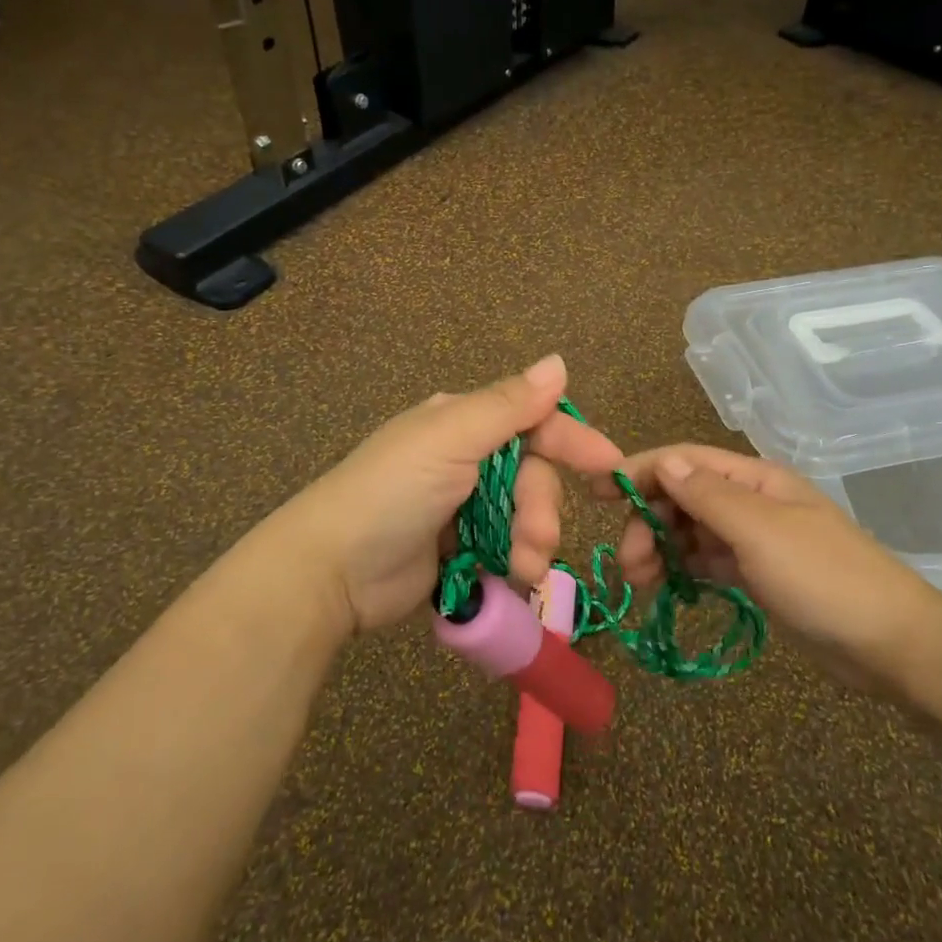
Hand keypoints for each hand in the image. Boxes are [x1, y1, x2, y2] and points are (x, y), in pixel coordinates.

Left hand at [278, 355, 622, 633]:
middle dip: (541, 509)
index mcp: (462, 423)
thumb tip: (559, 362)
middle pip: (532, 476)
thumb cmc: (393, 491)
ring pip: (523, 517)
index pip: (532, 421)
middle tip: (537, 542)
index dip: (573, 441)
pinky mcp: (457, 550)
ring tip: (520, 569)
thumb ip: (509, 405)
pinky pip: (504, 549)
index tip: (609, 468)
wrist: (332, 569)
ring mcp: (461, 507)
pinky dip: (512, 563)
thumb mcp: (451, 439)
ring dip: (531, 543)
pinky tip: (508, 579)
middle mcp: (465, 458)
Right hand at [597, 445, 941, 697]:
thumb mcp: (760, 531)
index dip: (640, 470)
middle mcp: (752, 502)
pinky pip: (708, 561)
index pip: (685, 461)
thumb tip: (664, 461)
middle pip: (683, 497)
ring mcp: (756, 540)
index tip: (597, 491)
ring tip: (641, 582)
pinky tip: (668, 588)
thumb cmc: (824, 578)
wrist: (892, 645)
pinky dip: (684, 569)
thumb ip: (708, 495)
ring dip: (662, 549)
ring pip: (692, 532)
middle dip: (649, 522)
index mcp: (755, 479)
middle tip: (628, 563)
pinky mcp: (759, 576)